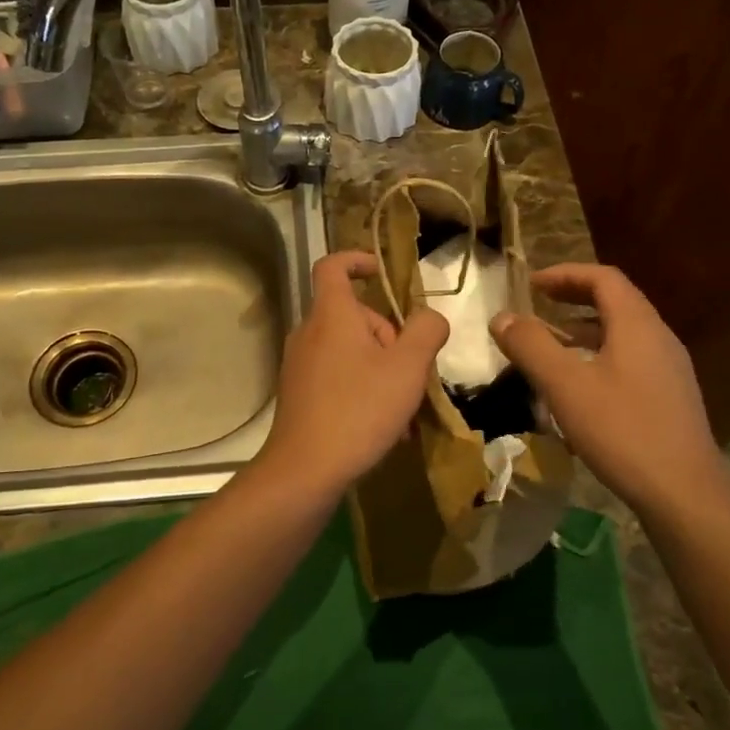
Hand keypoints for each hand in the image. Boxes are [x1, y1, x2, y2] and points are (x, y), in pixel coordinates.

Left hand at [258, 252, 448, 496]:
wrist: (305, 470)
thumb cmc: (359, 409)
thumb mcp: (408, 367)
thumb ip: (426, 331)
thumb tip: (430, 318)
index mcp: (331, 315)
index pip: (333, 266)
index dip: (357, 260)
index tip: (382, 273)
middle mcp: (309, 333)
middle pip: (353, 316)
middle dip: (388, 336)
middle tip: (410, 371)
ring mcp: (300, 365)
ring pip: (349, 352)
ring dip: (381, 370)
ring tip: (404, 410)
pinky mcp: (299, 395)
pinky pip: (338, 378)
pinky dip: (363, 390)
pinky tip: (385, 428)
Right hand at [490, 263, 729, 515]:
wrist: (684, 491)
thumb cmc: (622, 430)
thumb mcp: (565, 386)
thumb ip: (531, 346)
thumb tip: (502, 317)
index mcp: (637, 325)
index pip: (603, 278)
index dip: (565, 274)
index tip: (531, 283)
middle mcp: (659, 337)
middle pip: (616, 301)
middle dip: (574, 297)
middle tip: (539, 305)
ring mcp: (669, 368)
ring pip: (623, 332)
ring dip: (585, 328)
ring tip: (552, 342)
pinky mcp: (670, 396)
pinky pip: (630, 358)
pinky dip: (599, 354)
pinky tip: (580, 385)